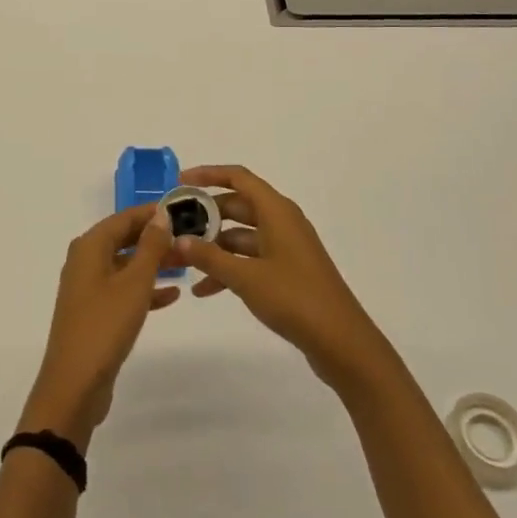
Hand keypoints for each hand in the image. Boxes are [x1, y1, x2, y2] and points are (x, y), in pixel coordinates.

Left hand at [19, 204, 179, 450]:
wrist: (75, 384)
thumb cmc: (105, 325)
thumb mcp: (134, 283)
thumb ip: (150, 247)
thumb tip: (161, 214)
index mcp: (89, 246)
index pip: (124, 217)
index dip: (152, 213)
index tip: (183, 210)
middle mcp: (85, 260)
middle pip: (124, 239)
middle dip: (155, 238)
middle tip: (190, 238)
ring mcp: (88, 288)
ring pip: (125, 265)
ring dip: (153, 263)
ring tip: (186, 263)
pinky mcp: (94, 312)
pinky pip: (123, 290)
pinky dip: (145, 289)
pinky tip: (172, 295)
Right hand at [173, 165, 394, 393]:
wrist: (342, 343)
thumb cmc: (295, 298)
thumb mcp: (245, 277)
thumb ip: (209, 257)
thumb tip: (179, 239)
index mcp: (276, 211)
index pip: (238, 177)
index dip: (208, 175)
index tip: (179, 183)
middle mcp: (282, 222)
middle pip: (236, 206)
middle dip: (205, 216)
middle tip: (174, 226)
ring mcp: (285, 247)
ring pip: (241, 235)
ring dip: (214, 247)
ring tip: (182, 261)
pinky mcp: (287, 271)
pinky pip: (251, 259)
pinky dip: (229, 269)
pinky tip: (204, 290)